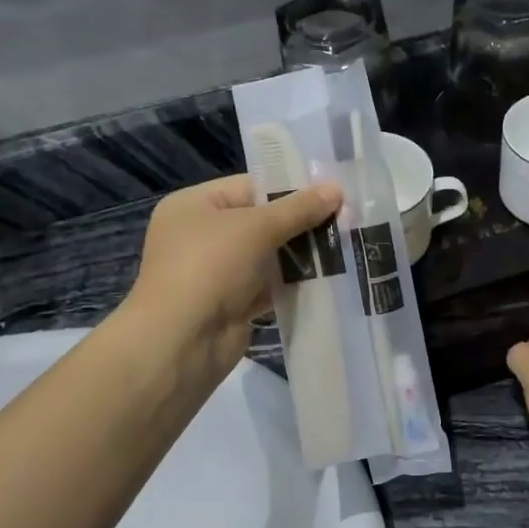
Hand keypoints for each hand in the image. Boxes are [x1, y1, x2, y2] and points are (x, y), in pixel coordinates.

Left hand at [127, 173, 342, 376]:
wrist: (183, 340)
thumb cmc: (211, 267)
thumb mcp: (257, 228)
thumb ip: (298, 209)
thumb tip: (336, 188)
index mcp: (195, 205)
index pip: (250, 186)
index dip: (291, 188)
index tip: (333, 192)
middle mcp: (202, 235)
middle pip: (261, 221)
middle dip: (301, 223)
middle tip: (345, 220)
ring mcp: (216, 272)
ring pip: (268, 256)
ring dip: (301, 254)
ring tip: (344, 246)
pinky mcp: (232, 304)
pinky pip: (269, 286)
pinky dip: (292, 284)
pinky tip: (328, 278)